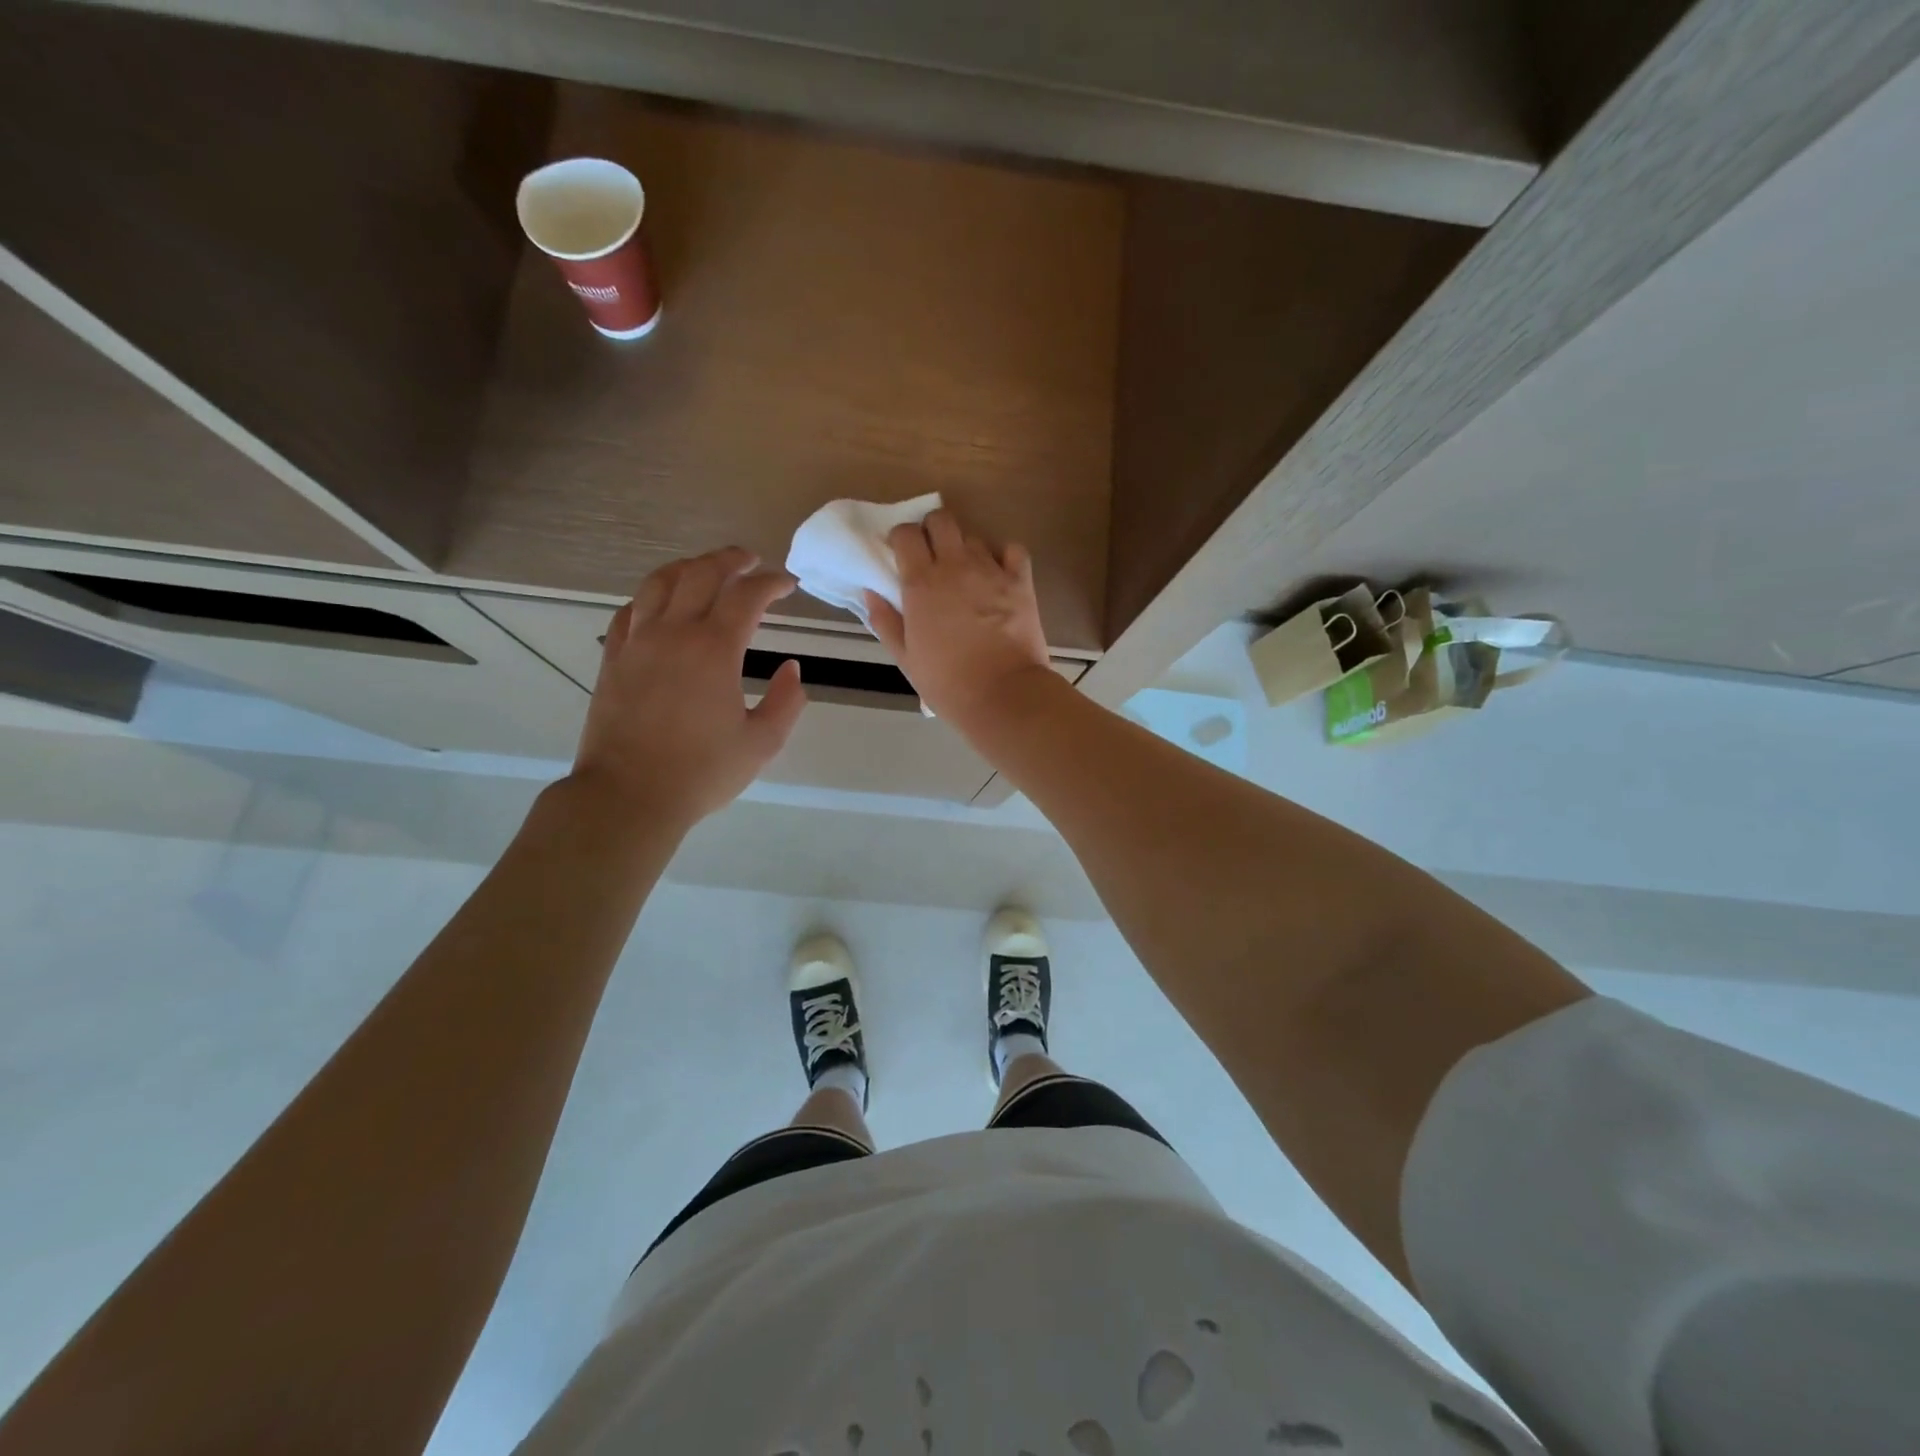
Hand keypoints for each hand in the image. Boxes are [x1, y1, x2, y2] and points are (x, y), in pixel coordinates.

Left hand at [571, 547, 806, 828]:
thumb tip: (793, 669)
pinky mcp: (613, 660)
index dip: (771, 583)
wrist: (629, 795)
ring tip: (706, 568)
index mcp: (715, 649)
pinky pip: (630, 611)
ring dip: (688, 567)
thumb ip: (787, 702)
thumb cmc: (701, 772)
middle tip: (750, 560)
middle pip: (701, 574)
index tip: (787, 584)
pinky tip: (660, 604)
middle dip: (730, 560)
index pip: (747, 596)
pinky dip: (651, 597)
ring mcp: (637, 643)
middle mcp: (674, 633)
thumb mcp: (762, 743)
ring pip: (659, 583)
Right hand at [865, 508, 1052, 734]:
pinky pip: (1012, 550)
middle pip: (941, 520)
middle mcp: (955, 566)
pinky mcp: (1020, 581)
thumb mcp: (906, 658)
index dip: (901, 538)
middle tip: (932, 556)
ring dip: (965, 549)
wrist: (1003, 694)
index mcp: (921, 583)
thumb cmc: (947, 682)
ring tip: (966, 574)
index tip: (900, 554)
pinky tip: (998, 574)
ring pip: (973, 537)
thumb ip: (885, 621)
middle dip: (932, 531)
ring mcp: (991, 570)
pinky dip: (1003, 556)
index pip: (906, 534)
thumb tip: (871, 593)